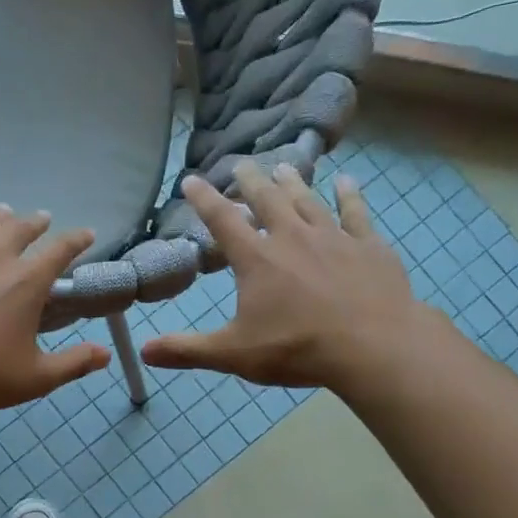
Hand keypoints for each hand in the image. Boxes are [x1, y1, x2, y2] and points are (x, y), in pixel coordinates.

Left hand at [0, 205, 110, 411]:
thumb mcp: (37, 377)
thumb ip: (74, 364)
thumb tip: (105, 355)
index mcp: (26, 284)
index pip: (60, 252)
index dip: (76, 240)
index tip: (86, 233)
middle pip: (19, 230)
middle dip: (35, 222)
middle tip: (42, 218)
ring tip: (3, 212)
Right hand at [141, 161, 431, 391]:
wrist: (373, 346)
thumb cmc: (297, 348)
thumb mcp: (234, 354)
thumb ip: (188, 350)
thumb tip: (144, 351)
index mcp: (257, 259)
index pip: (223, 220)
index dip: (204, 199)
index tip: (192, 180)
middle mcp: (292, 237)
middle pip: (267, 200)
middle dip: (251, 181)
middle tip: (242, 164)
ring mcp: (334, 238)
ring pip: (308, 200)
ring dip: (293, 183)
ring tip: (283, 167)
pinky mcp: (369, 247)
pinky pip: (356, 213)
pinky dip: (349, 196)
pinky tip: (346, 181)